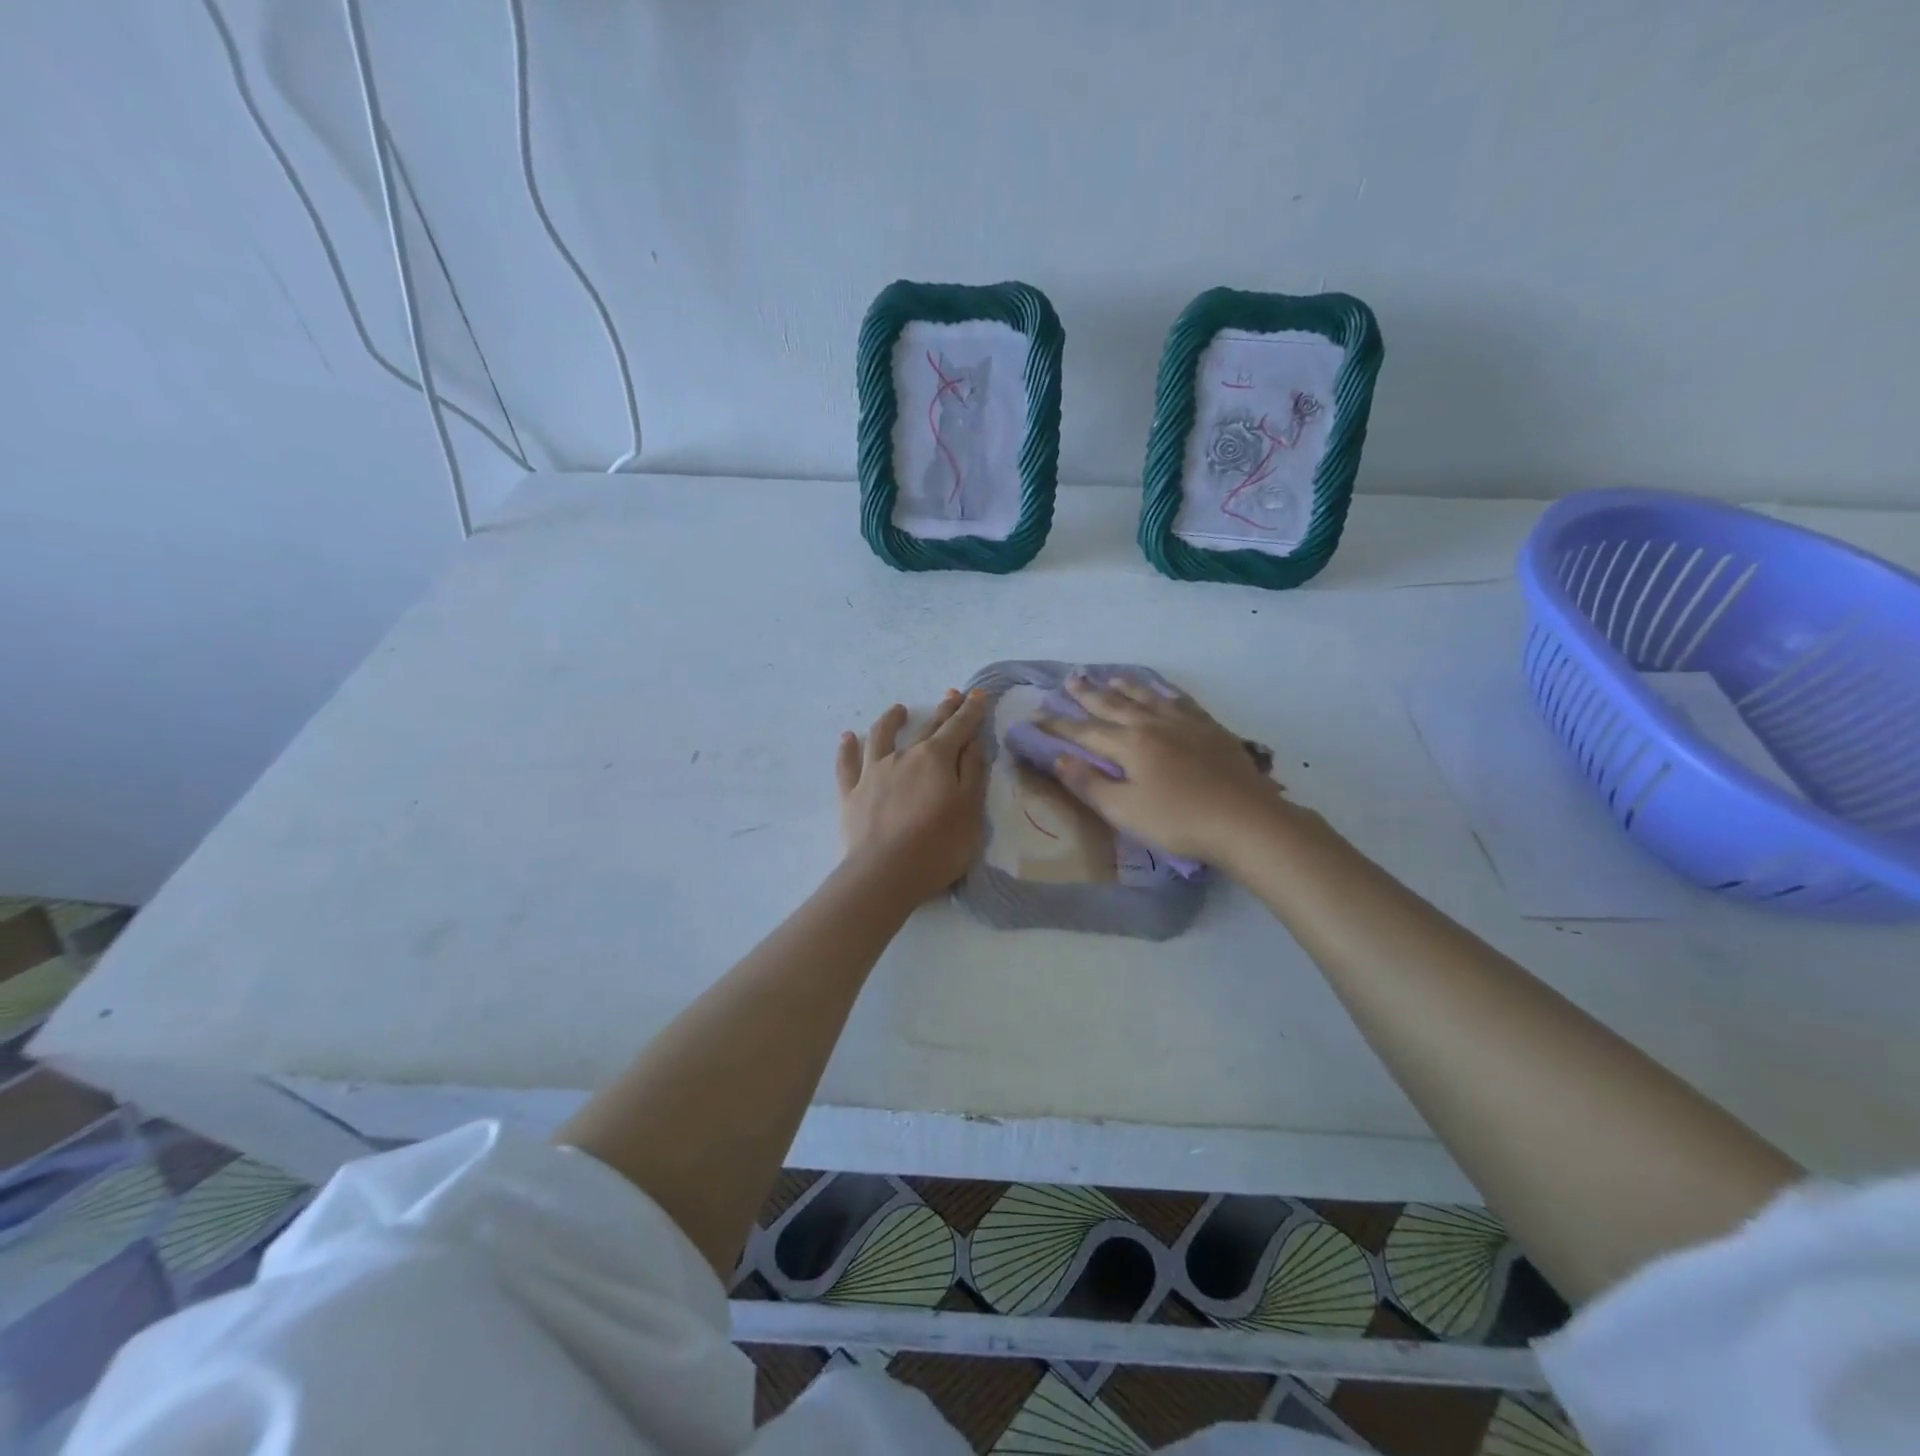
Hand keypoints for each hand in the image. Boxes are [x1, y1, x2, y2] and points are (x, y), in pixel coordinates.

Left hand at [836, 690, 989, 902]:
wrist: (885, 873)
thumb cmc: (938, 845)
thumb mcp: (970, 809)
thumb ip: (973, 772)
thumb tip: (972, 741)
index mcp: (936, 758)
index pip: (959, 727)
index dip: (970, 711)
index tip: (978, 694)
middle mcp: (904, 756)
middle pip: (927, 728)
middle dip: (943, 711)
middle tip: (952, 695)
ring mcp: (873, 772)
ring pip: (881, 736)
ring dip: (891, 720)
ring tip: (898, 710)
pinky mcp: (851, 793)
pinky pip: (847, 764)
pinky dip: (848, 748)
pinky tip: (848, 737)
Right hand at [1038, 675, 1286, 863]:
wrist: (1248, 821)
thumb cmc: (1179, 821)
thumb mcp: (1125, 810)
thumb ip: (1089, 783)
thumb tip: (1058, 758)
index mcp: (1129, 744)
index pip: (1084, 732)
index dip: (1058, 726)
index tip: (1035, 718)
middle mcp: (1153, 725)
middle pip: (1113, 705)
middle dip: (1088, 694)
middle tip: (1070, 679)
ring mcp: (1185, 723)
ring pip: (1147, 697)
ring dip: (1125, 686)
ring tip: (1110, 676)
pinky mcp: (1211, 729)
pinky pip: (1182, 701)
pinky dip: (1165, 692)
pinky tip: (1163, 692)